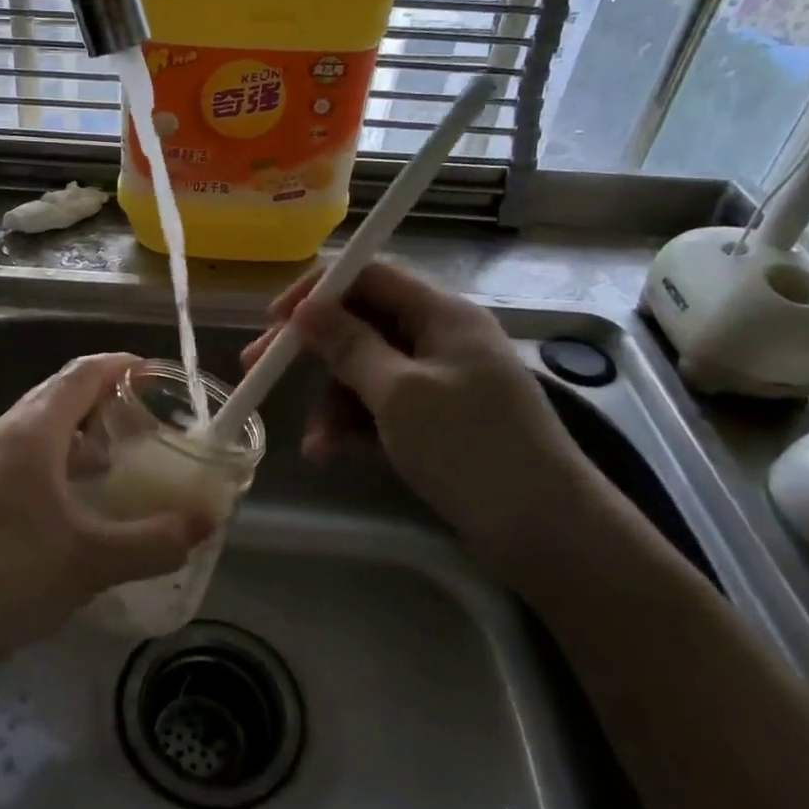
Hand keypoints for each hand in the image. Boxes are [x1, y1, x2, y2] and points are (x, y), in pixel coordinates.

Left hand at [0, 353, 213, 666]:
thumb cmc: (9, 573)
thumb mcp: (92, 560)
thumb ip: (155, 540)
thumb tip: (207, 522)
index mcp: (33, 432)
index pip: (82, 374)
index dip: (120, 365)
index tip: (154, 372)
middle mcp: (5, 432)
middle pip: (58, 392)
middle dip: (102, 395)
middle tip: (143, 415)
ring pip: (38, 424)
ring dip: (78, 429)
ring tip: (114, 456)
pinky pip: (23, 452)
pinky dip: (56, 456)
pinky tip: (72, 497)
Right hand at [241, 263, 595, 577]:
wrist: (547, 532)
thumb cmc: (471, 448)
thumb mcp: (399, 393)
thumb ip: (348, 346)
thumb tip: (306, 308)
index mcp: (440, 314)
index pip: (370, 275)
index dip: (317, 290)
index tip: (273, 320)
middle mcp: (439, 337)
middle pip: (361, 324)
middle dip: (313, 351)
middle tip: (260, 371)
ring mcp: (440, 381)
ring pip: (365, 371)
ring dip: (332, 402)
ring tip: (317, 445)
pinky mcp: (437, 420)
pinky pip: (381, 407)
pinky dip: (354, 425)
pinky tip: (332, 453)